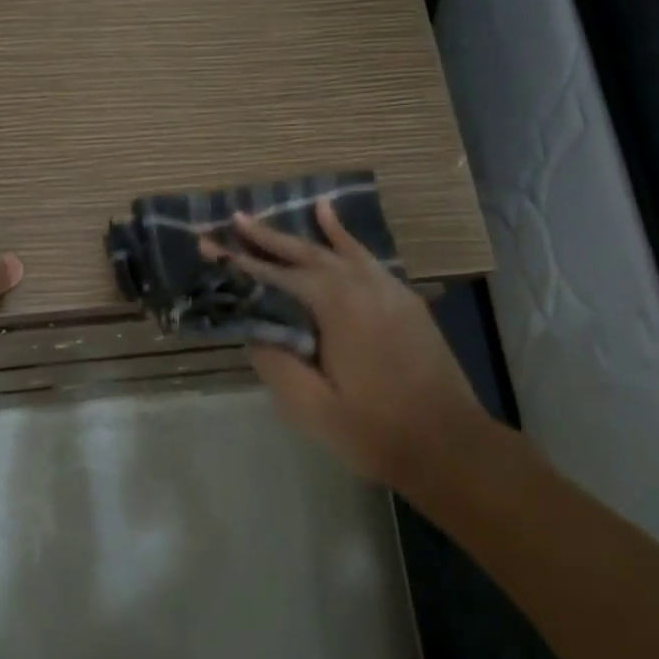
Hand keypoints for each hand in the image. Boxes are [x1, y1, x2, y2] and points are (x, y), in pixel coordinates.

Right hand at [203, 200, 487, 488]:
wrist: (450, 444)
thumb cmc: (376, 430)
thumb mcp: (312, 407)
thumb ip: (277, 363)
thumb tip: (256, 331)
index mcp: (335, 306)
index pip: (276, 277)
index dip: (240, 262)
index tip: (209, 244)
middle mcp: (361, 285)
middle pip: (306, 253)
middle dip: (268, 238)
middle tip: (236, 219)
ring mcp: (387, 289)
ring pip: (337, 251)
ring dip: (305, 233)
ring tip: (277, 214)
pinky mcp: (403, 300)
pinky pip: (367, 258)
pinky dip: (346, 239)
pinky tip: (335, 224)